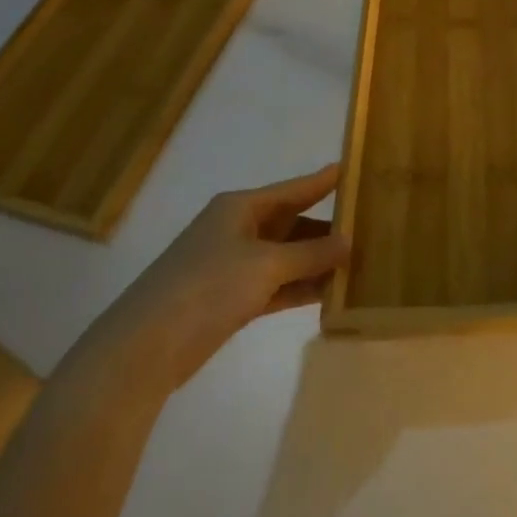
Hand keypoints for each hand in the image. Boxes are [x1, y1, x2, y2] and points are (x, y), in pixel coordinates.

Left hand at [75, 164, 348, 395]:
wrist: (146, 346)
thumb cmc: (207, 287)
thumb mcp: (266, 265)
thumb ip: (311, 254)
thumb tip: (349, 241)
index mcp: (240, 208)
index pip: (293, 189)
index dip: (323, 181)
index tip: (355, 170)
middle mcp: (238, 230)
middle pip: (292, 222)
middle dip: (327, 228)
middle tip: (370, 229)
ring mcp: (234, 266)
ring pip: (287, 256)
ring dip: (317, 262)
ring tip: (360, 264)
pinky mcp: (232, 299)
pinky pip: (277, 285)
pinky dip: (301, 288)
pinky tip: (331, 294)